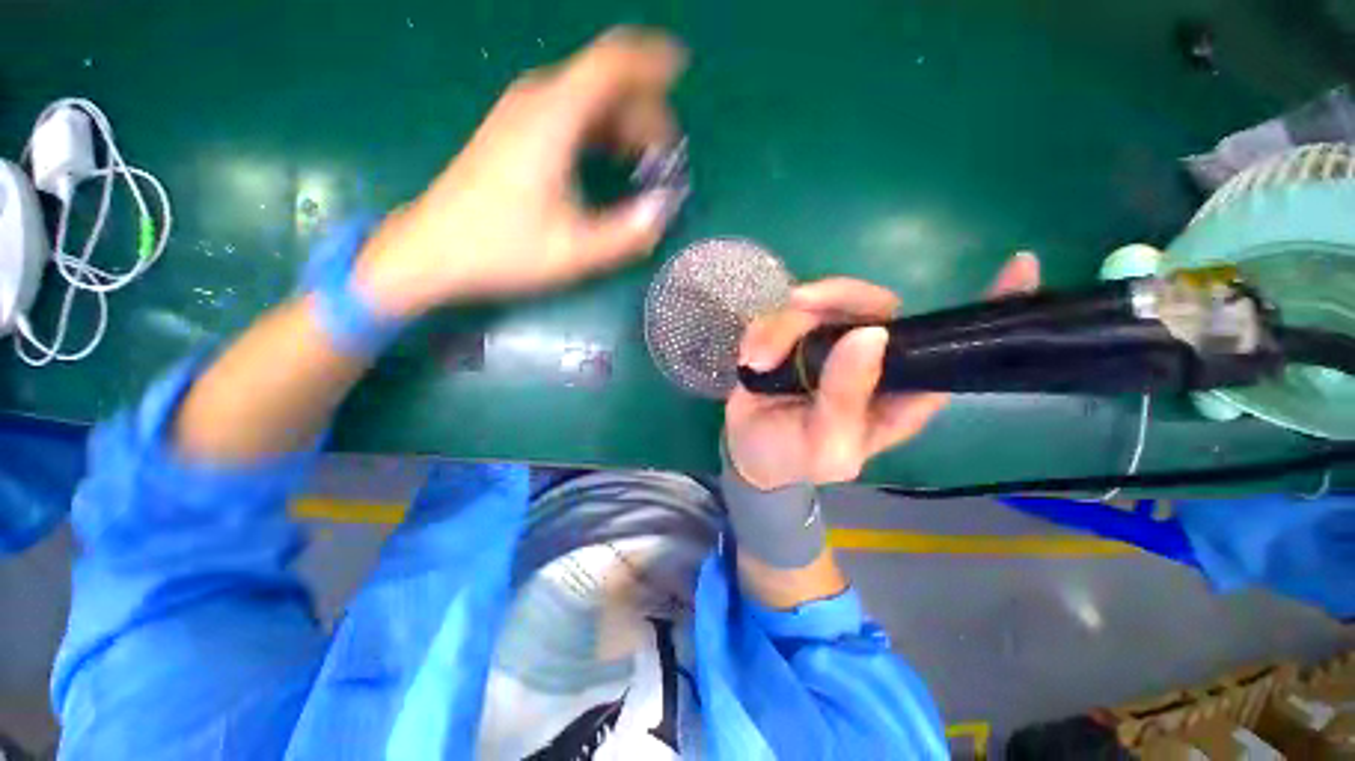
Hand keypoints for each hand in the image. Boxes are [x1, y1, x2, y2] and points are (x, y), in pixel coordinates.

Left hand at [354, 28, 687, 316]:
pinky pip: (568, 112)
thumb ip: (626, 235)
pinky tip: (609, 159)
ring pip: (585, 97)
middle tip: (666, 152)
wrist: (433, 250)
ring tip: (645, 159)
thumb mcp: (574, 253)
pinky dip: (598, 129)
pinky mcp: (513, 131)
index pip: (609, 65)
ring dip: (621, 121)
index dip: (649, 62)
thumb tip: (662, 211)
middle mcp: (536, 102)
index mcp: (552, 120)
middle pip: (602, 81)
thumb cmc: (503, 250)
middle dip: (642, 109)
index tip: (681, 68)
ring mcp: (520, 114)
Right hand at [725, 253, 1041, 489]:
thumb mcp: (825, 445)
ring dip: (783, 325)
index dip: (990, 310)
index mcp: (898, 392)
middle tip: (799, 305)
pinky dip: (763, 331)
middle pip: (874, 305)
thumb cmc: (794, 457)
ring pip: (822, 301)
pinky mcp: (794, 334)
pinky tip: (751, 358)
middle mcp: (871, 358)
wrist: (747, 450)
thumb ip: (846, 399)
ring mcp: (830, 341)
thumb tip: (869, 335)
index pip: (954, 351)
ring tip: (759, 359)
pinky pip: (783, 311)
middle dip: (836, 299)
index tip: (1019, 267)